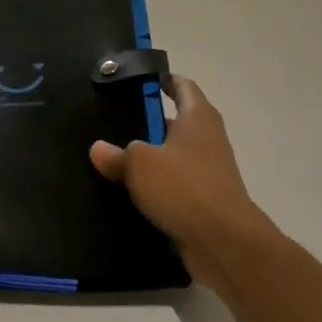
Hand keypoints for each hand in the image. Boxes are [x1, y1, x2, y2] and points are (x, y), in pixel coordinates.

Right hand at [90, 75, 273, 289]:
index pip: (183, 87)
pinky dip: (157, 187)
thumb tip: (98, 148)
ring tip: (115, 158)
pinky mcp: (205, 202)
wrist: (223, 241)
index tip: (140, 80)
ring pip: (174, 157)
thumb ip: (117, 154)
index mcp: (198, 117)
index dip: (163, 80)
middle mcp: (207, 139)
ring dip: (151, 158)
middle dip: (149, 122)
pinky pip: (175, 187)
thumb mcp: (140, 164)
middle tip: (114, 121)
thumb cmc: (183, 187)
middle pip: (177, 122)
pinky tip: (130, 193)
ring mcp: (209, 172)